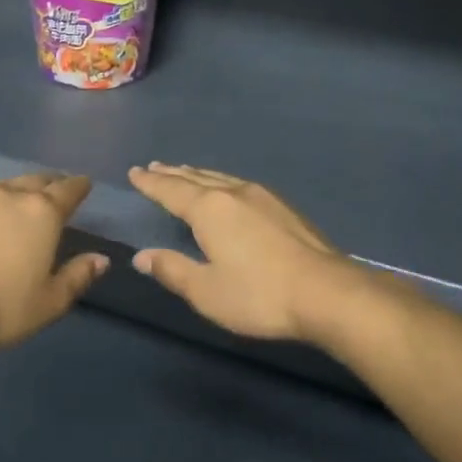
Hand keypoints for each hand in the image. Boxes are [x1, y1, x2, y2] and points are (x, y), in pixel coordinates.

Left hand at [0, 173, 108, 347]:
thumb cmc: (2, 304)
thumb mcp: (51, 301)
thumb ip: (77, 276)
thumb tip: (100, 260)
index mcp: (42, 213)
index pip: (68, 190)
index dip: (80, 186)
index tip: (86, 183)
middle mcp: (11, 197)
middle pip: (37, 180)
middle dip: (52, 182)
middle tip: (59, 187)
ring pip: (7, 186)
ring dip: (21, 189)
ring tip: (25, 198)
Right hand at [128, 163, 358, 341]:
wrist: (326, 292)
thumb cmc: (258, 294)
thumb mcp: (206, 291)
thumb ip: (172, 270)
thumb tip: (142, 256)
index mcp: (209, 209)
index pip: (170, 191)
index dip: (150, 183)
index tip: (135, 172)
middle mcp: (233, 193)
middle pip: (195, 178)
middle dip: (172, 174)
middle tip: (154, 167)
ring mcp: (262, 197)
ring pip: (220, 178)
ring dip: (198, 175)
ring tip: (185, 172)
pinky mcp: (283, 207)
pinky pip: (239, 185)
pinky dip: (221, 182)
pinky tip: (228, 190)